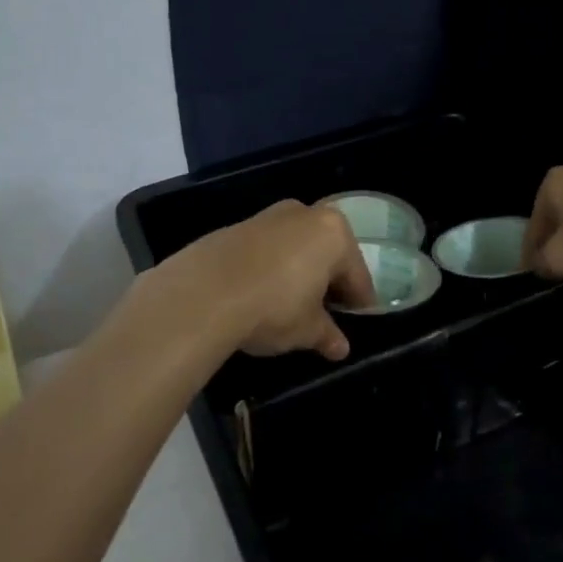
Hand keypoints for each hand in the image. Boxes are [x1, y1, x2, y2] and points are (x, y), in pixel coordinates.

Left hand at [161, 201, 375, 360]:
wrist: (203, 293)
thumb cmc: (273, 307)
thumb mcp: (307, 329)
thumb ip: (327, 334)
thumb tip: (339, 347)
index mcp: (333, 233)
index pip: (357, 275)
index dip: (359, 302)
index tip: (358, 321)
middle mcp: (304, 214)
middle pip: (327, 253)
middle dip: (328, 281)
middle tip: (325, 313)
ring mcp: (267, 216)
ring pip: (295, 248)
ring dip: (298, 272)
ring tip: (291, 305)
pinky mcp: (235, 226)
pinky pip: (266, 250)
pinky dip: (271, 268)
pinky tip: (261, 293)